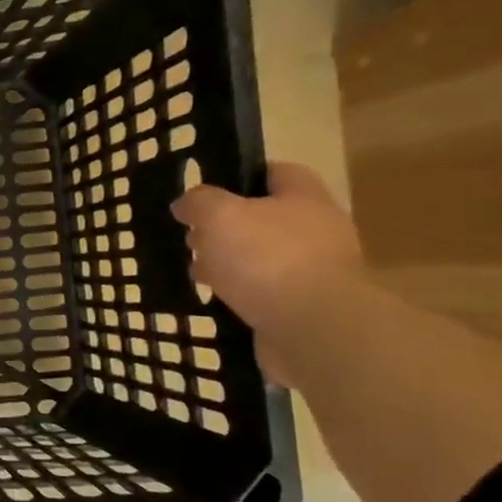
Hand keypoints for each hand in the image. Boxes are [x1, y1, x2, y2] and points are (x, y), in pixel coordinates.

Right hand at [172, 163, 363, 384]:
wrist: (314, 328)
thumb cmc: (267, 258)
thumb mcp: (219, 216)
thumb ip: (199, 202)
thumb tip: (186, 204)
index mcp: (303, 197)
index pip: (273, 172)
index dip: (236, 178)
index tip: (201, 195)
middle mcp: (316, 229)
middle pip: (262, 218)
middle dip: (224, 228)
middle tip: (191, 240)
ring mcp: (313, 270)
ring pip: (260, 257)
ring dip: (228, 264)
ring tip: (197, 275)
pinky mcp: (304, 306)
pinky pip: (264, 292)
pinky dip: (240, 294)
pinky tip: (216, 301)